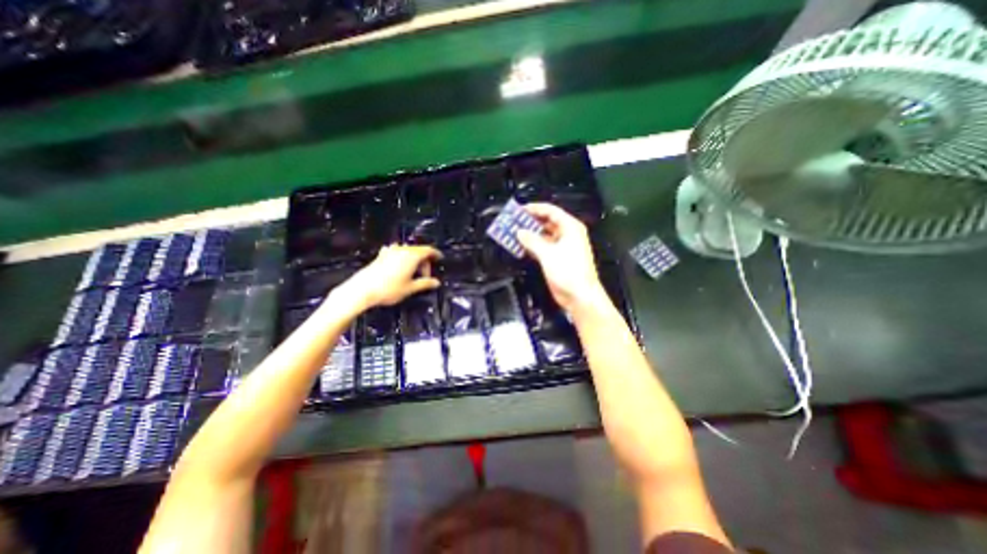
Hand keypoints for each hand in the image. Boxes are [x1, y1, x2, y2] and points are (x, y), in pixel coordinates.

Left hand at [334, 244, 441, 308]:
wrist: (362, 290)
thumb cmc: (389, 289)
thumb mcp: (410, 288)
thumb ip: (425, 284)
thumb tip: (436, 282)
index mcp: (412, 256)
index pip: (428, 250)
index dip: (436, 254)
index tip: (440, 259)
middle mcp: (401, 250)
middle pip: (418, 251)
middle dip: (424, 262)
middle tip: (425, 276)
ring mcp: (390, 252)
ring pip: (407, 252)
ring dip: (413, 260)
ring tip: (413, 273)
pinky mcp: (381, 256)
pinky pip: (396, 254)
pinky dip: (402, 259)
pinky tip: (399, 268)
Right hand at [518, 200, 610, 312]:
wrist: (579, 296)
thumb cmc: (571, 273)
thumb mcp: (548, 253)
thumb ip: (532, 241)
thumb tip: (521, 232)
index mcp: (571, 228)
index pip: (551, 211)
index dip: (535, 209)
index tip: (520, 210)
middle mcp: (568, 235)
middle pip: (546, 222)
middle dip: (530, 222)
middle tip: (515, 221)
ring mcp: (562, 247)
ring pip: (543, 235)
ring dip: (530, 235)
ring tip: (514, 233)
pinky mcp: (557, 259)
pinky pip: (542, 247)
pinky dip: (532, 246)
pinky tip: (521, 246)